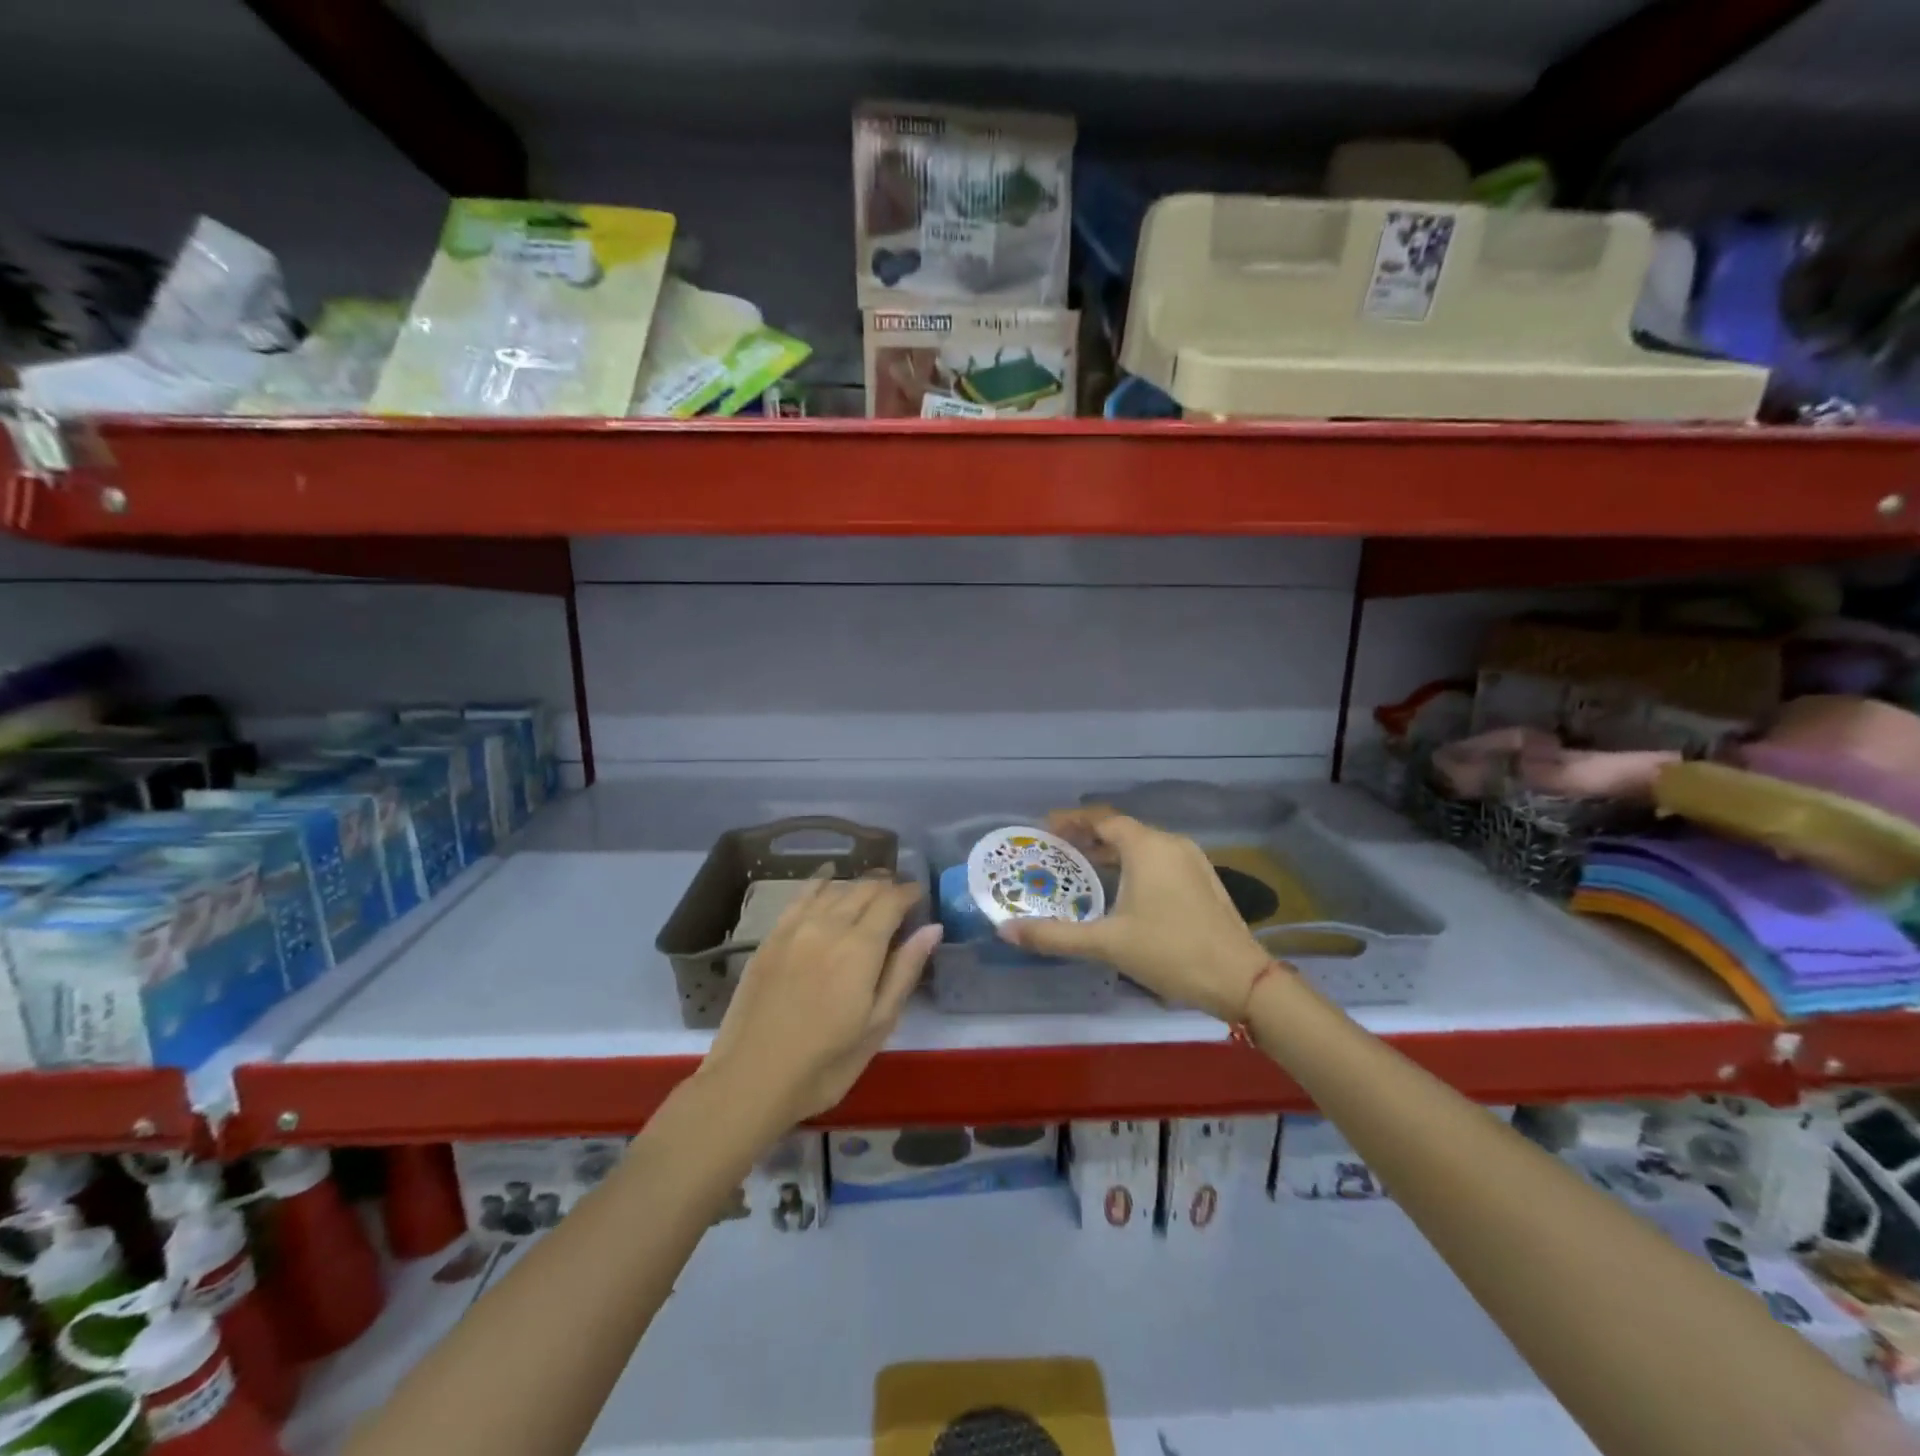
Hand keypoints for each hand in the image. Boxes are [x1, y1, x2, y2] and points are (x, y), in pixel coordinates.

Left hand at [701, 873, 942, 1128]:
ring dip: (857, 884)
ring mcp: (795, 928)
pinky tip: (827, 879)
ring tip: (870, 890)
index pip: (891, 901)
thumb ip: (904, 971)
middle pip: (863, 889)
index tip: (920, 894)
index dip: (909, 892)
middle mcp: (829, 926)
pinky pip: (800, 896)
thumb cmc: (825, 1064)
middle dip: (886, 886)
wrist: (750, 1080)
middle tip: (899, 894)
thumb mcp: (877, 1026)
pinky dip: (820, 882)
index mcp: (861, 948)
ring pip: (834, 889)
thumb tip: (932, 928)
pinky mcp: (771, 937)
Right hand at [996, 809, 1270, 1020]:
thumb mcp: (1106, 944)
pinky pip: (1160, 859)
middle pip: (1122, 829)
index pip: (1101, 819)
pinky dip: (1134, 865)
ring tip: (1084, 870)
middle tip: (1058, 852)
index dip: (1071, 820)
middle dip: (1088, 837)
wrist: (1241, 980)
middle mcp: (1170, 843)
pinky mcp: (1204, 880)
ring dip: (1112, 852)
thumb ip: (1054, 935)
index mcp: (1147, 847)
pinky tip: (1124, 891)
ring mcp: (1192, 860)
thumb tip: (1006, 930)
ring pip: (1143, 845)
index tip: (1045, 828)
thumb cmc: (1170, 952)